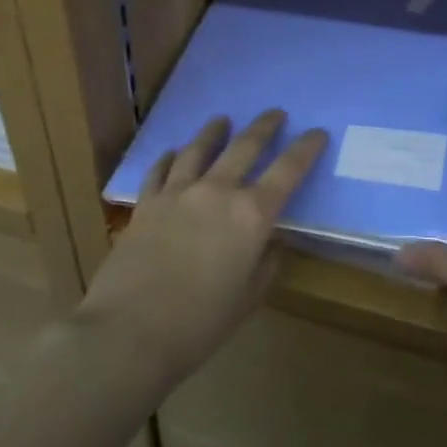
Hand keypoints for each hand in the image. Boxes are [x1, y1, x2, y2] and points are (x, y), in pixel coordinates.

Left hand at [76, 111, 326, 388]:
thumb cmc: (199, 323)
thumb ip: (265, 264)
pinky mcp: (146, 204)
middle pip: (245, 146)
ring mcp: (177, 193)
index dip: (306, 148)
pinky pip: (160, 170)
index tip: (317, 133)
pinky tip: (173, 152)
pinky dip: (170, 157)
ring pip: (199, 148)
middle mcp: (217, 192)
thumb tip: (270, 243)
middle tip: (275, 113)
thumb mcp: (248, 298)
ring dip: (214, 131)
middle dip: (264, 126)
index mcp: (252, 215)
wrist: (128, 332)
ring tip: (222, 120)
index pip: (288, 170)